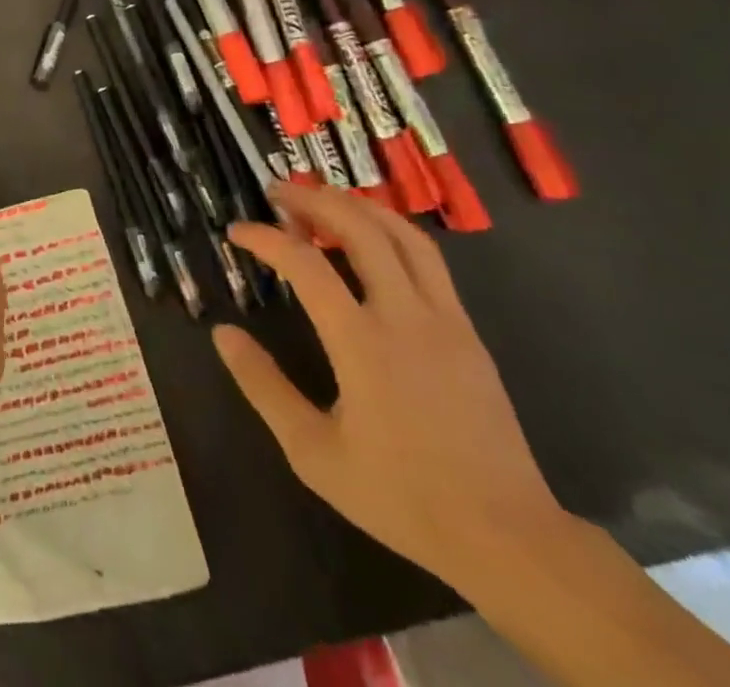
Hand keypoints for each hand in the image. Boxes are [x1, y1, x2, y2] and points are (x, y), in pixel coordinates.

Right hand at [214, 183, 568, 590]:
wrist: (507, 538)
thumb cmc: (401, 496)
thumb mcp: (313, 452)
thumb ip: (263, 386)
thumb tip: (222, 333)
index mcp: (362, 343)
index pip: (304, 263)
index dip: (264, 237)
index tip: (236, 231)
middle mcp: (405, 315)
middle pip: (359, 228)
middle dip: (313, 199)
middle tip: (279, 191)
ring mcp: (445, 319)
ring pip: (402, 234)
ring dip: (357, 206)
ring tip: (323, 198)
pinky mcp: (468, 332)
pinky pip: (429, 260)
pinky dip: (392, 231)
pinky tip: (373, 239)